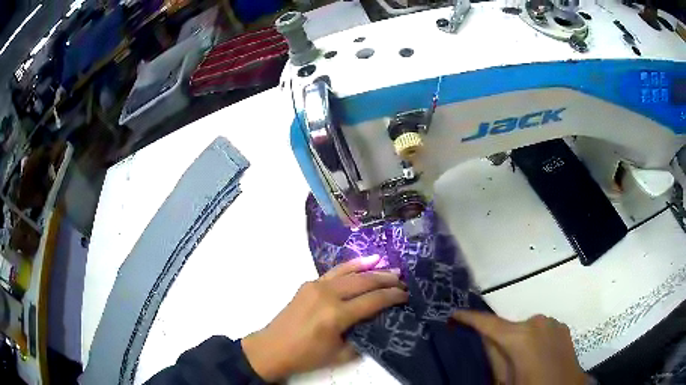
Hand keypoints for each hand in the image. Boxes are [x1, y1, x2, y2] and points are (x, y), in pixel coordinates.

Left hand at [242, 255, 407, 380]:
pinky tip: (365, 262)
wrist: (272, 348)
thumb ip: (363, 338)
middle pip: (364, 282)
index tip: (406, 295)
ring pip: (350, 272)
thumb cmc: (306, 355)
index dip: (393, 297)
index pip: (373, 301)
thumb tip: (378, 323)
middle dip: (387, 280)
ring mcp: (316, 286)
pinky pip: (335, 272)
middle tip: (403, 280)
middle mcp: (327, 295)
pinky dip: (352, 266)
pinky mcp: (308, 284)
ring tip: (390, 267)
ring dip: (372, 269)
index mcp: (336, 315)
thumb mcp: (340, 355)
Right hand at [452, 311, 587, 384]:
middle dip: (498, 337)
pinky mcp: (562, 327)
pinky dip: (533, 338)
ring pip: (525, 327)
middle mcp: (537, 322)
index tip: (454, 314)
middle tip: (494, 355)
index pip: (488, 323)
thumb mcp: (504, 380)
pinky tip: (536, 355)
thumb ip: (493, 357)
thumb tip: (485, 338)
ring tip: (520, 359)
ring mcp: (552, 322)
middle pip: (508, 327)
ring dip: (518, 339)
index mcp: (520, 337)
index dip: (469, 318)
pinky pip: (540, 329)